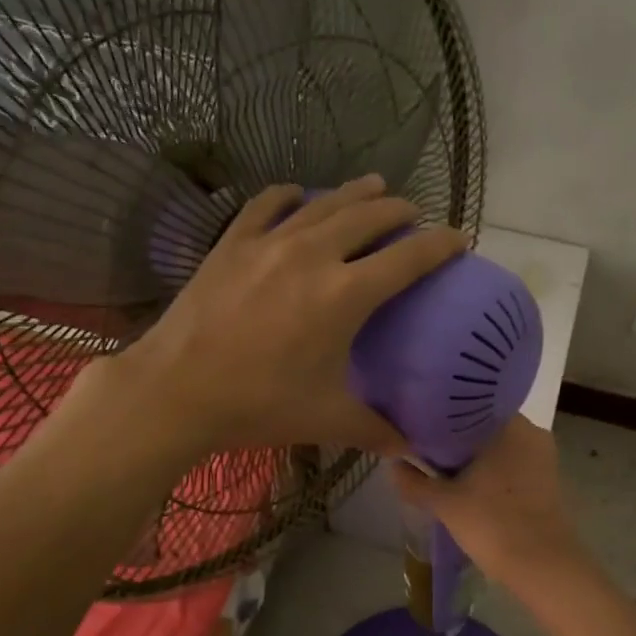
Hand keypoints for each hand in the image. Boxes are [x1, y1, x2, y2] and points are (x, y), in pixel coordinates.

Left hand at [105, 175, 465, 457]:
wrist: (176, 390)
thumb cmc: (258, 404)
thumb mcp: (326, 419)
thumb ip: (375, 430)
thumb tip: (410, 449)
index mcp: (345, 294)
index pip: (410, 257)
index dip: (441, 244)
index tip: (460, 239)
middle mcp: (314, 254)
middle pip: (370, 216)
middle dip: (401, 211)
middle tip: (414, 216)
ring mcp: (270, 242)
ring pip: (325, 203)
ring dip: (357, 193)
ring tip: (376, 186)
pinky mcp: (233, 243)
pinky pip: (267, 204)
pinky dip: (290, 195)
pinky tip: (298, 195)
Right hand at [392, 416, 588, 591]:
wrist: (543, 567)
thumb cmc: (493, 523)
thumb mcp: (445, 503)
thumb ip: (415, 482)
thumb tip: (394, 466)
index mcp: (510, 425)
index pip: (467, 408)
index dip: (440, 419)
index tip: (418, 431)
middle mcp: (532, 433)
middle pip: (483, 429)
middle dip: (456, 441)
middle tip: (424, 452)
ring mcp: (543, 458)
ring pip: (498, 449)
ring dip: (474, 459)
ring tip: (442, 470)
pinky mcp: (548, 482)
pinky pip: (512, 466)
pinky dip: (492, 473)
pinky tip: (469, 487)